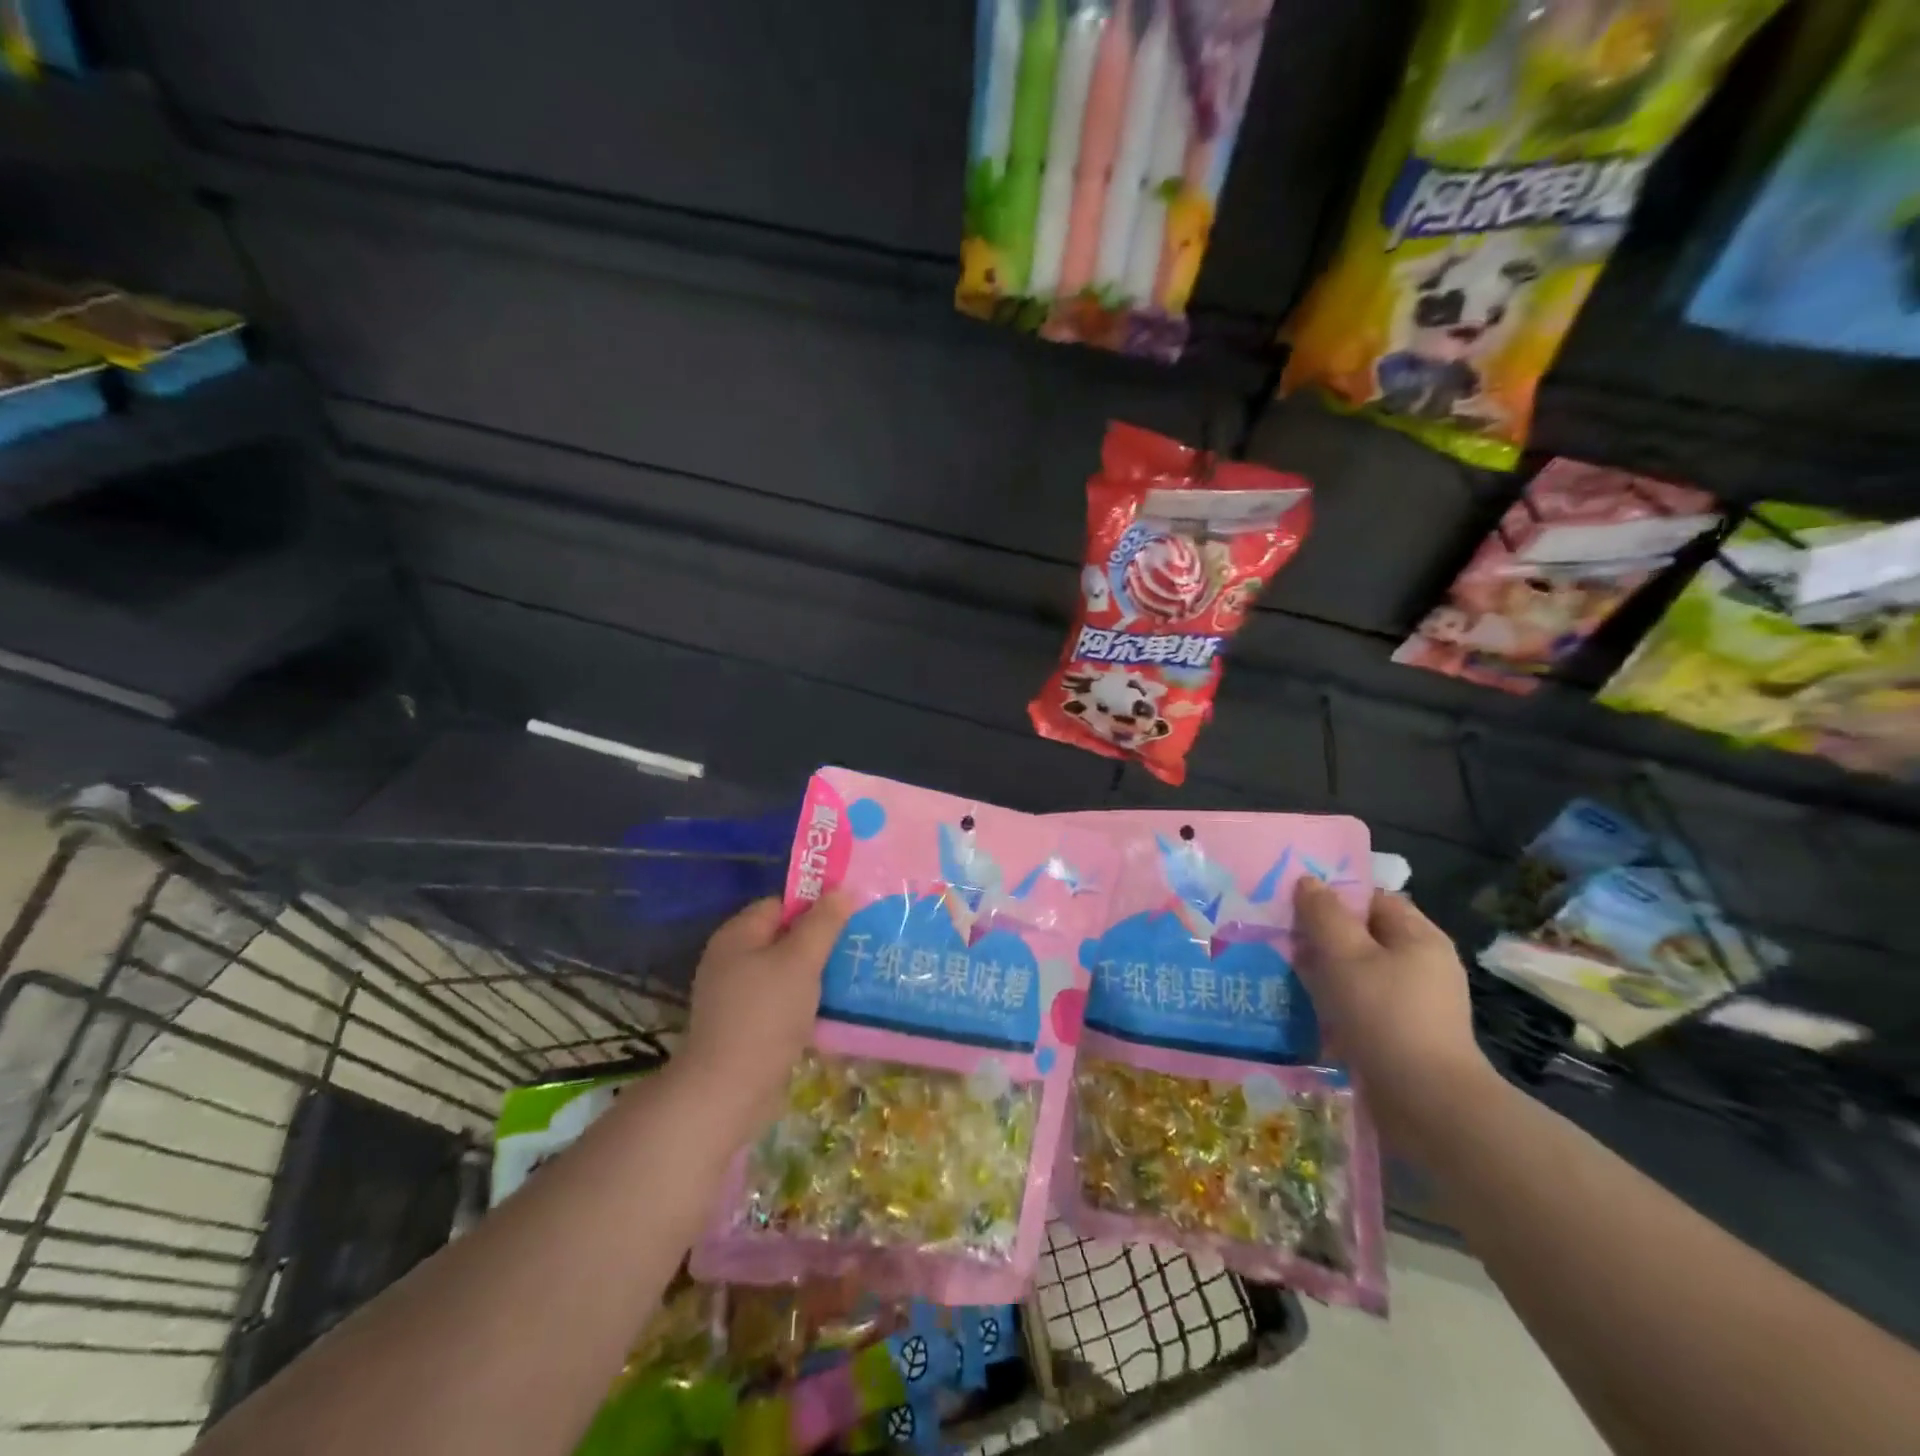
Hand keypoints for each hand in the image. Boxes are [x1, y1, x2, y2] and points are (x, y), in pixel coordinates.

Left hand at [674, 894, 852, 1140]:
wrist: (728, 1092)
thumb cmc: (765, 1015)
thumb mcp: (801, 961)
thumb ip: (823, 923)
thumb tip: (843, 890)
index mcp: (738, 935)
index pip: (781, 905)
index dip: (815, 906)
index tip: (850, 917)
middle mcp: (732, 960)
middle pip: (784, 938)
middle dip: (820, 942)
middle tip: (858, 946)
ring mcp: (738, 996)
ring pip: (787, 972)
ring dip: (817, 975)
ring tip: (854, 976)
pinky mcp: (747, 1027)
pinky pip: (783, 1002)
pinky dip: (806, 1003)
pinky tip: (834, 1010)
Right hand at [1291, 878, 1495, 1150]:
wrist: (1427, 1104)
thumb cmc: (1386, 1016)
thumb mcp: (1346, 956)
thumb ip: (1324, 915)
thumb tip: (1308, 882)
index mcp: (1418, 938)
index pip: (1372, 899)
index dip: (1334, 894)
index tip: (1292, 899)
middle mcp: (1420, 966)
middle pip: (1362, 936)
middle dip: (1320, 934)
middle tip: (1276, 933)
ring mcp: (1411, 1004)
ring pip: (1356, 974)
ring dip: (1321, 971)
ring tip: (1279, 969)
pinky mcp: (1399, 1037)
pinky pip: (1358, 1007)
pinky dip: (1331, 1004)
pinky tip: (1300, 1009)